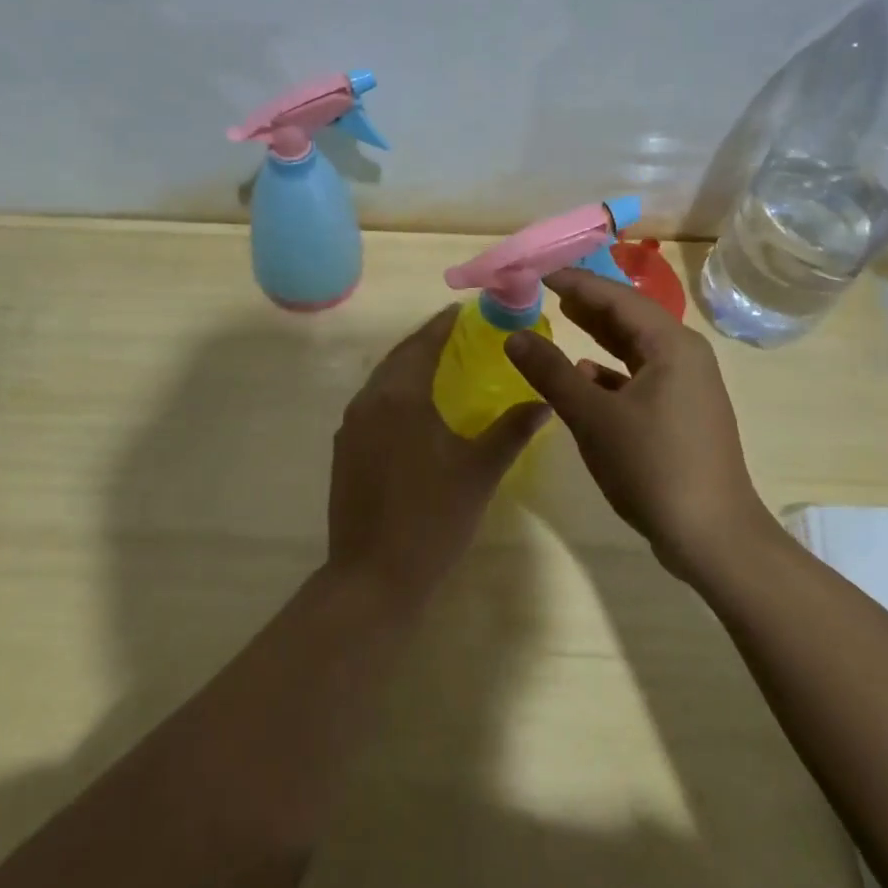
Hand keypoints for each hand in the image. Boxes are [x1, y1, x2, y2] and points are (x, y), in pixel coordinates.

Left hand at [327, 307, 547, 604]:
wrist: (372, 577)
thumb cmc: (431, 518)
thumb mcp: (479, 471)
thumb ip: (511, 430)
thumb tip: (544, 399)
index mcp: (399, 396)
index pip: (423, 344)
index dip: (443, 324)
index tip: (463, 310)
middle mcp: (368, 400)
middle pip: (399, 357)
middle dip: (426, 341)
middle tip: (456, 333)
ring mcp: (350, 426)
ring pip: (382, 381)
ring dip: (408, 366)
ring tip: (439, 363)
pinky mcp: (344, 449)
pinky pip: (371, 404)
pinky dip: (394, 392)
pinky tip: (414, 407)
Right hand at [504, 269, 773, 577]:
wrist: (712, 538)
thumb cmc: (652, 466)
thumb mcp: (592, 416)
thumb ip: (551, 372)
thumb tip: (515, 336)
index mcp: (670, 344)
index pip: (615, 296)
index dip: (574, 281)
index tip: (537, 271)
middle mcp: (684, 355)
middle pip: (629, 315)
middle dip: (587, 301)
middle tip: (544, 288)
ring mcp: (687, 385)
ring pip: (635, 345)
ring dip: (598, 332)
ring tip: (561, 315)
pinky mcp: (682, 412)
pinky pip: (641, 373)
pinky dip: (611, 368)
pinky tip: (584, 374)